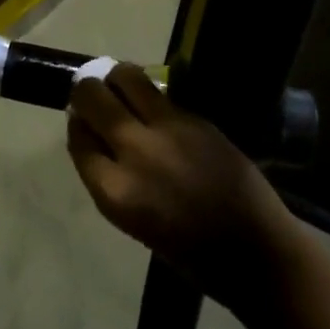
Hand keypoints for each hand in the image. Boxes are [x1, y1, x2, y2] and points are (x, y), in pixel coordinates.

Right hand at [66, 65, 294, 303]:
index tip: (81, 122)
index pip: (78, 139)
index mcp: (114, 191)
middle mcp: (134, 152)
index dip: (77, 125)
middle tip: (92, 95)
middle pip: (92, 99)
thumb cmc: (187, 250)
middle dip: (86, 93)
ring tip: (119, 85)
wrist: (252, 249)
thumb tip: (95, 139)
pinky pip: (160, 94)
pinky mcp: (195, 119)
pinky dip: (149, 92)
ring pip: (126, 78)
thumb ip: (108, 177)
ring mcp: (167, 130)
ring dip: (116, 78)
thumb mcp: (131, 220)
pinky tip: (153, 102)